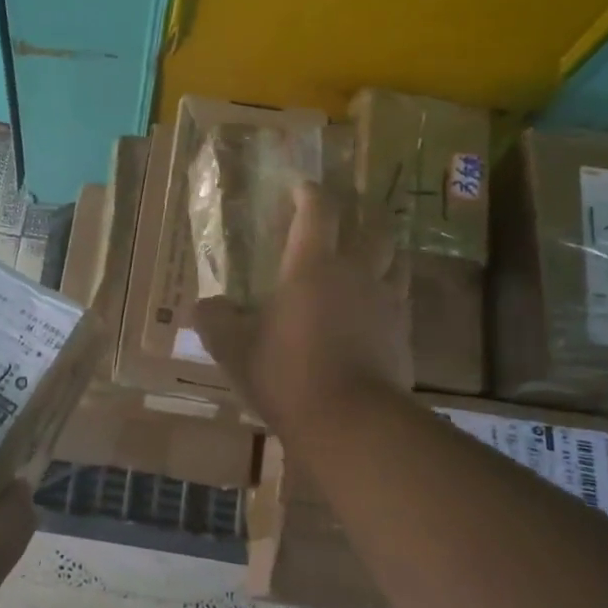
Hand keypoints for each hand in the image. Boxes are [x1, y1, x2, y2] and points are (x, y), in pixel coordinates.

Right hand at [192, 182, 411, 430]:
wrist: (351, 422)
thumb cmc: (286, 374)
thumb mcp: (234, 349)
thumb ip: (215, 320)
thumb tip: (204, 306)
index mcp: (312, 266)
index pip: (317, 210)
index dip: (308, 192)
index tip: (299, 186)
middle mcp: (355, 272)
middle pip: (371, 225)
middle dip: (361, 209)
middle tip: (349, 208)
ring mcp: (386, 301)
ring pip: (395, 257)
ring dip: (384, 245)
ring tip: (373, 248)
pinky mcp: (404, 332)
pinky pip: (402, 296)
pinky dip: (391, 287)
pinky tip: (380, 302)